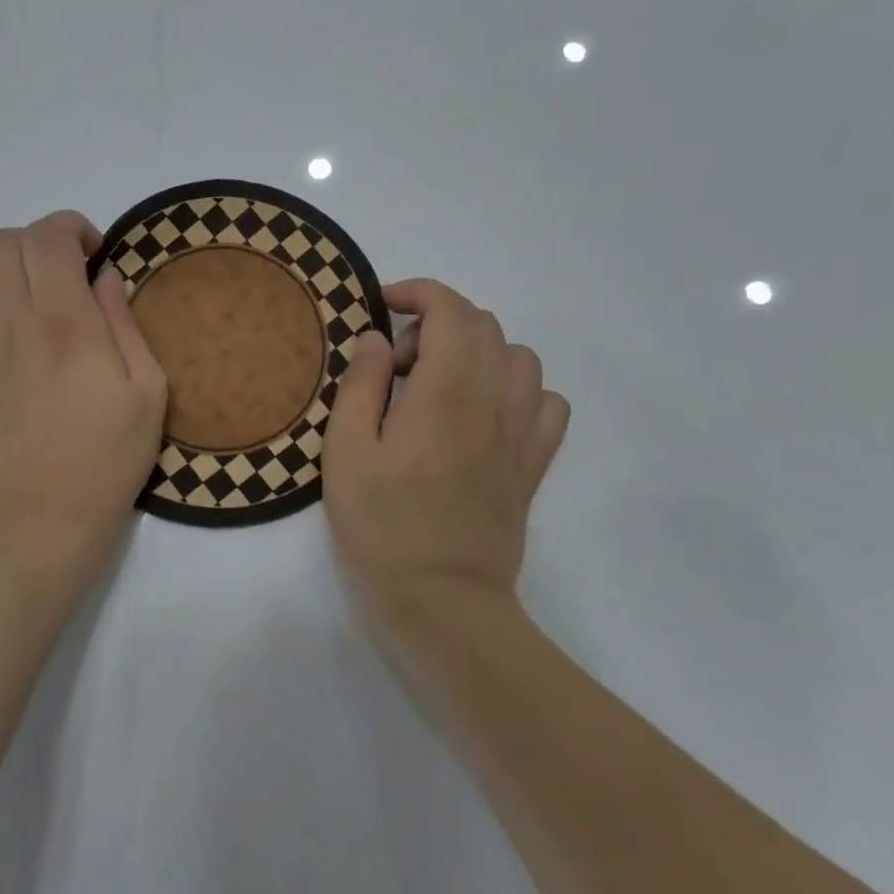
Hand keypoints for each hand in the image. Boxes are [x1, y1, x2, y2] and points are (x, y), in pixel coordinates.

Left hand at [0, 211, 166, 597]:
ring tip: (18, 307)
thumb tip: (106, 278)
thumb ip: (125, 324)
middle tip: (61, 279)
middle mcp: (12, 325)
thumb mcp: (148, 391)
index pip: (48, 237)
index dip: (71, 228)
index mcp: (65, 322)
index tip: (93, 254)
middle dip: (35, 246)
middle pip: (1, 244)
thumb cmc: (108, 459)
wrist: (43, 524)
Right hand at [323, 279, 568, 653]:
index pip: (450, 309)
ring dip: (476, 352)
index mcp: (447, 390)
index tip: (383, 305)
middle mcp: (495, 399)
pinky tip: (486, 414)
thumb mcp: (346, 450)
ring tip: (439, 386)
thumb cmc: (382, 526)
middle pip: (484, 325)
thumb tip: (378, 339)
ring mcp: (522, 432)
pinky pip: (546, 402)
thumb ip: (361, 384)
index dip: (418, 293)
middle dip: (436, 323)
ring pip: (519, 357)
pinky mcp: (533, 465)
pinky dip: (517, 388)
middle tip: (395, 365)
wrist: (442, 601)